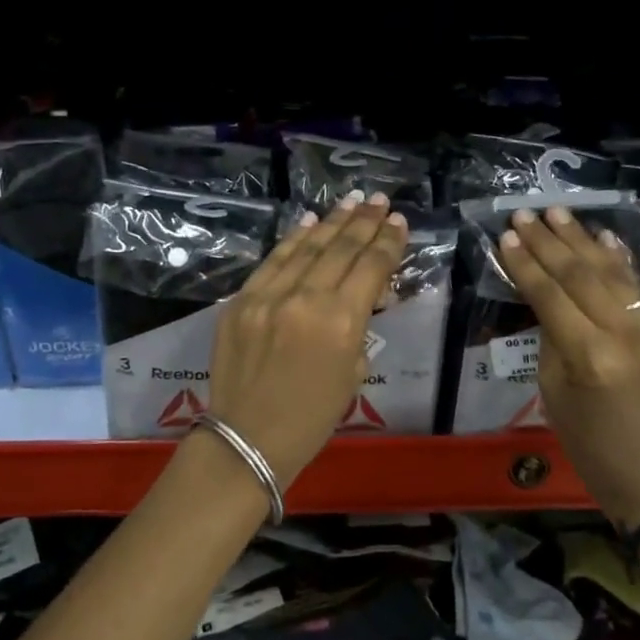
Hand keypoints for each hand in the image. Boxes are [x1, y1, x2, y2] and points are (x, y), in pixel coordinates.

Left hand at [206, 192, 408, 485]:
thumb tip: (361, 298)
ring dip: (332, 222)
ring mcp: (268, 296)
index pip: (371, 268)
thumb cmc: (311, 419)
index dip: (388, 242)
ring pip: (307, 247)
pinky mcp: (241, 300)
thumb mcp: (353, 374)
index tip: (398, 221)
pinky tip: (310, 221)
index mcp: (341, 322)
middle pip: (341, 249)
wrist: (247, 439)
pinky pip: (273, 260)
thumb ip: (358, 328)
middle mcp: (306, 299)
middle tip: (379, 201)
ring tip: (352, 201)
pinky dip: (294, 238)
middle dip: (364, 222)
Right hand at [499, 205, 639, 528]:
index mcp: (590, 359)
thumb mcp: (551, 390)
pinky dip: (619, 262)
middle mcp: (629, 338)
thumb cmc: (586, 441)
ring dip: (583, 240)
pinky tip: (601, 236)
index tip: (506, 237)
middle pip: (582, 276)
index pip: (551, 297)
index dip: (526, 264)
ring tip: (557, 213)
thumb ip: (550, 335)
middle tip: (525, 215)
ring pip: (614, 275)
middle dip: (549, 242)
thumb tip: (544, 292)